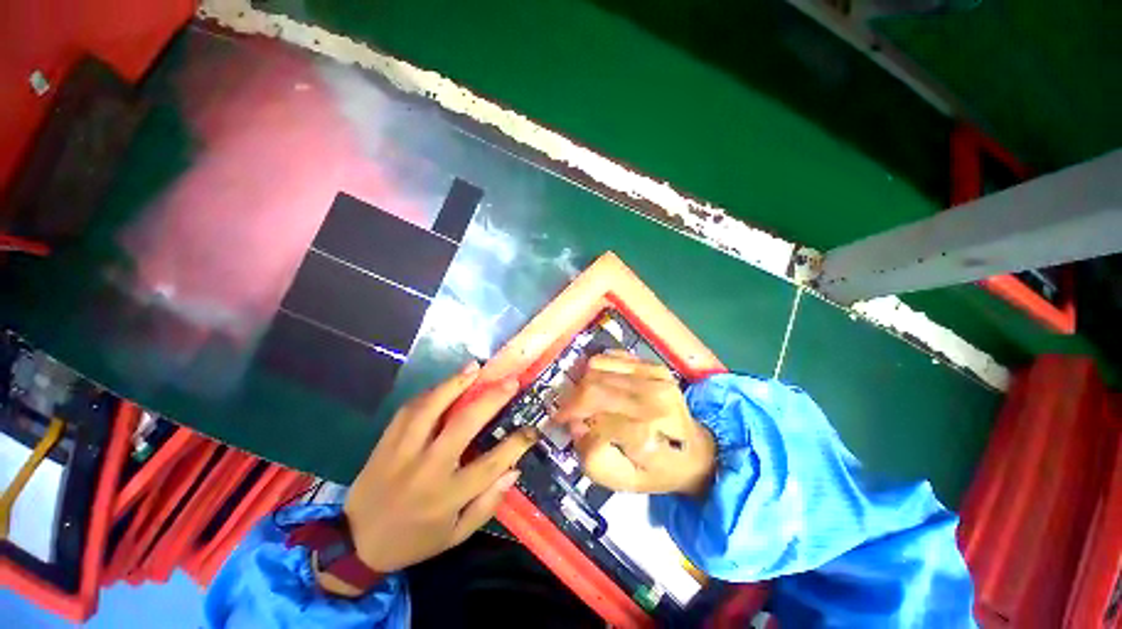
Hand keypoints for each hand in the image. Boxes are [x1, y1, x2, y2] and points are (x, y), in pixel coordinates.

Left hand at [324, 362, 537, 593]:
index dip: (516, 443)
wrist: (356, 544)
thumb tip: (514, 470)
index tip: (533, 428)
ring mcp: (402, 452)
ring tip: (476, 367)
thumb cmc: (414, 540)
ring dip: (455, 384)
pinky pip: (409, 410)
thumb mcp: (456, 535)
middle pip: (463, 425)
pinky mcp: (386, 443)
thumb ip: (487, 505)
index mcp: (446, 497)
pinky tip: (446, 382)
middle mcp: (427, 469)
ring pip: (431, 409)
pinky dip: (430, 393)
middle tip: (510, 381)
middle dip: (491, 399)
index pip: (491, 464)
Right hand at [554, 351, 715, 495]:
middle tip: (567, 409)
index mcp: (648, 437)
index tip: (562, 422)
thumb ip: (592, 458)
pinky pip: (613, 356)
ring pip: (598, 368)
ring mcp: (656, 378)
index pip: (594, 421)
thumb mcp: (623, 481)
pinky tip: (601, 383)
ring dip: (583, 383)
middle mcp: (652, 402)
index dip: (572, 419)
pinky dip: (598, 368)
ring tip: (584, 398)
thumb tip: (576, 424)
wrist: (696, 451)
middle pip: (594, 388)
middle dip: (572, 399)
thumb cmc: (658, 470)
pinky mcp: (656, 366)